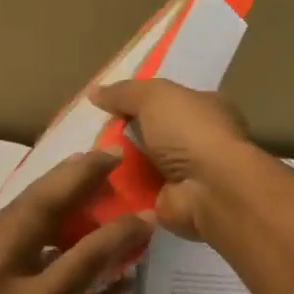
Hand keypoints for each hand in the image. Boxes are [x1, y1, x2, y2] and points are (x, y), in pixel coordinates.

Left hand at [0, 150, 151, 293]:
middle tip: (110, 154)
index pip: (87, 255)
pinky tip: (41, 215)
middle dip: (81, 173)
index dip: (123, 231)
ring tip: (81, 172)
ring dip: (53, 186)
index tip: (147, 214)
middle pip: (44, 206)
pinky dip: (26, 214)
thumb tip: (127, 278)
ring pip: (17, 208)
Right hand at [90, 80, 256, 241]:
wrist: (208, 190)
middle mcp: (201, 140)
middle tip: (89, 135)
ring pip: (144, 165)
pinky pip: (139, 193)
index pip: (171, 101)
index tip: (108, 105)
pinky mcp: (173, 202)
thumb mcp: (155, 97)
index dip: (141, 101)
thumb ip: (125, 92)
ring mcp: (188, 175)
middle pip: (154, 134)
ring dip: (118, 164)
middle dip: (125, 135)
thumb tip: (95, 92)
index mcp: (207, 108)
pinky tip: (93, 186)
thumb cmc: (190, 133)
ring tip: (84, 160)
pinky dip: (120, 191)